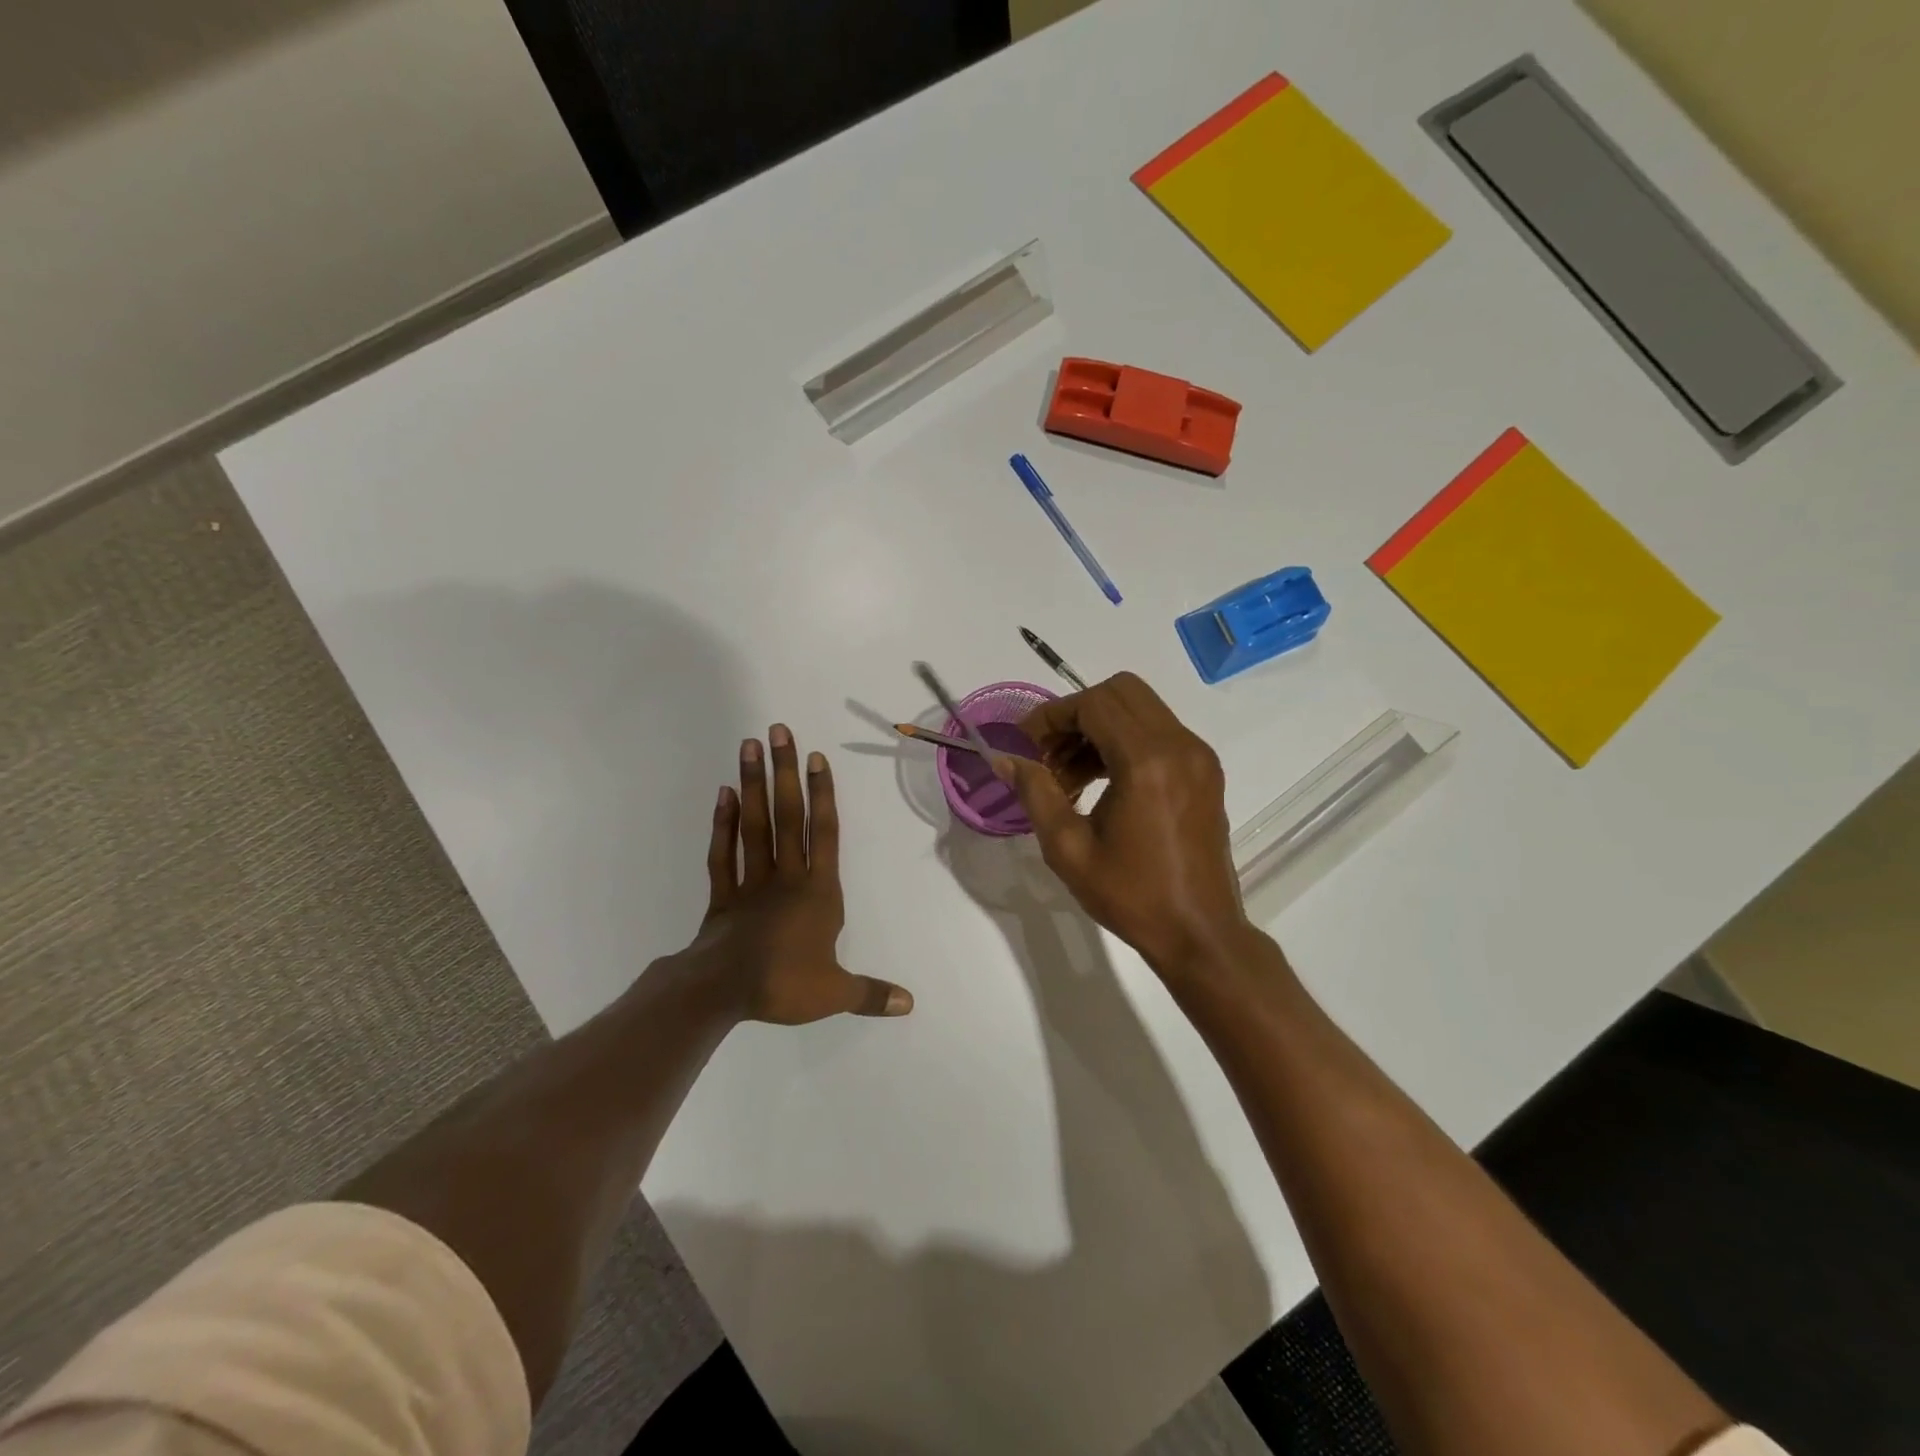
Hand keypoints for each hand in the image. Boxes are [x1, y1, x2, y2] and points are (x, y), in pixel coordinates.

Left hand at [689, 725, 912, 1024]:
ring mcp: (751, 881)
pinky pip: (723, 852)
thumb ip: (871, 993)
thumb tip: (910, 1004)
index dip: (823, 795)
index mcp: (818, 893)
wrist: (722, 992)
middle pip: (787, 816)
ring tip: (749, 746)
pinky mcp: (723, 894)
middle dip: (784, 773)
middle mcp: (786, 876)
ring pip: (754, 825)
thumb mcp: (835, 993)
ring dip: (752, 785)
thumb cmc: (784, 984)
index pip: (824, 834)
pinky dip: (723, 823)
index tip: (815, 758)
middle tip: (777, 731)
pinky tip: (724, 795)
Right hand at [997, 673, 1250, 976]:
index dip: (1053, 716)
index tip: (1025, 743)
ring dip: (1099, 728)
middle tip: (1049, 753)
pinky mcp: (1205, 770)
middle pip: (1121, 692)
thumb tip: (1005, 759)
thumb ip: (1036, 793)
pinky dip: (1124, 741)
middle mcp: (1179, 745)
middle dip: (1077, 713)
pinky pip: (1158, 732)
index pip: (1094, 704)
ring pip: (1141, 709)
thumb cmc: (1132, 895)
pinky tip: (1100, 782)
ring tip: (1068, 777)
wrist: (1200, 933)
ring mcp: (1198, 756)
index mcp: (1147, 762)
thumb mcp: (1069, 849)